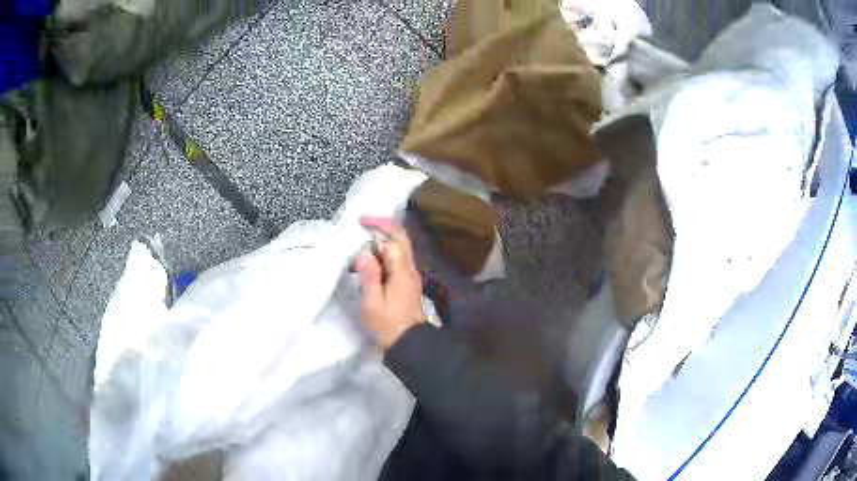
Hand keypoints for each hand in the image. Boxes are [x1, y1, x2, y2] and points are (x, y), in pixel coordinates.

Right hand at [356, 216, 423, 351]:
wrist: (409, 343)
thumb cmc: (388, 325)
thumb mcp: (373, 303)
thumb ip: (369, 276)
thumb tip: (364, 253)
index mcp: (402, 272)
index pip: (392, 242)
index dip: (377, 231)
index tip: (359, 224)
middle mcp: (410, 269)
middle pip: (401, 239)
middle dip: (384, 226)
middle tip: (364, 221)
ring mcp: (411, 275)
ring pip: (400, 248)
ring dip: (384, 238)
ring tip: (363, 237)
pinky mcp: (408, 282)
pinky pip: (398, 259)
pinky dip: (385, 252)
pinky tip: (371, 257)